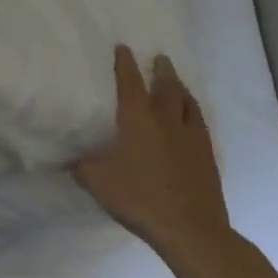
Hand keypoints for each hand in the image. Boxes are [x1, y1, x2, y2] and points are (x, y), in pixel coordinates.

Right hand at [73, 45, 231, 262]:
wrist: (190, 229)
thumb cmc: (139, 197)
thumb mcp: (97, 181)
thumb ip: (82, 166)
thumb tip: (70, 158)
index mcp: (137, 117)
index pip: (130, 80)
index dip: (125, 62)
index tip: (123, 47)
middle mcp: (166, 119)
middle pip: (166, 85)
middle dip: (161, 69)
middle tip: (159, 58)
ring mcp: (191, 136)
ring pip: (188, 102)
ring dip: (181, 88)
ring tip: (177, 83)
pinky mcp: (207, 155)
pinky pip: (199, 123)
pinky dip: (193, 113)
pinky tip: (191, 119)